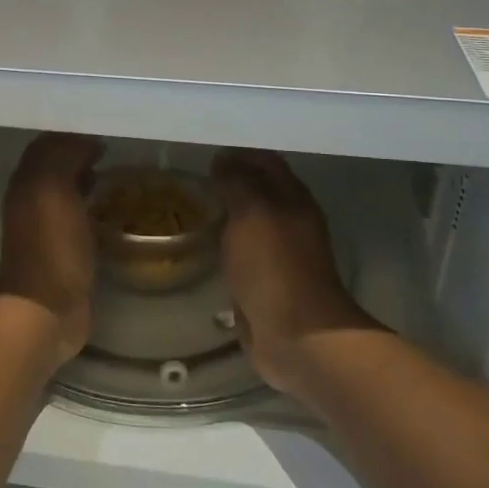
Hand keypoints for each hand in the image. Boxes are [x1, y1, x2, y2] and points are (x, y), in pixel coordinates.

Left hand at [0, 133, 104, 364]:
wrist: (46, 310)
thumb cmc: (51, 247)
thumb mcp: (54, 190)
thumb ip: (64, 157)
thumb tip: (85, 141)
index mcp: (25, 182)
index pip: (46, 144)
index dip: (71, 133)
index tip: (102, 126)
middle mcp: (30, 199)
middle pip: (54, 165)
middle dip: (78, 152)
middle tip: (112, 146)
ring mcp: (45, 226)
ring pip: (65, 188)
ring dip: (84, 176)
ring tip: (112, 170)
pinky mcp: (62, 249)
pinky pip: (76, 214)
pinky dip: (90, 203)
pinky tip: (109, 205)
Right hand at [212, 149, 373, 400]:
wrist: (297, 336)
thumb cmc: (275, 267)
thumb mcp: (253, 213)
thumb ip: (237, 183)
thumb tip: (223, 160)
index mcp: (293, 198)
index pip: (265, 161)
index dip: (237, 153)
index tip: (204, 151)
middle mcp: (289, 220)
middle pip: (258, 191)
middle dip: (230, 181)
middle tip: (191, 177)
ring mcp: (279, 254)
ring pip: (249, 222)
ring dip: (226, 213)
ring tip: (191, 206)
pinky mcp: (266, 282)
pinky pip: (242, 253)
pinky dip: (225, 244)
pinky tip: (203, 244)